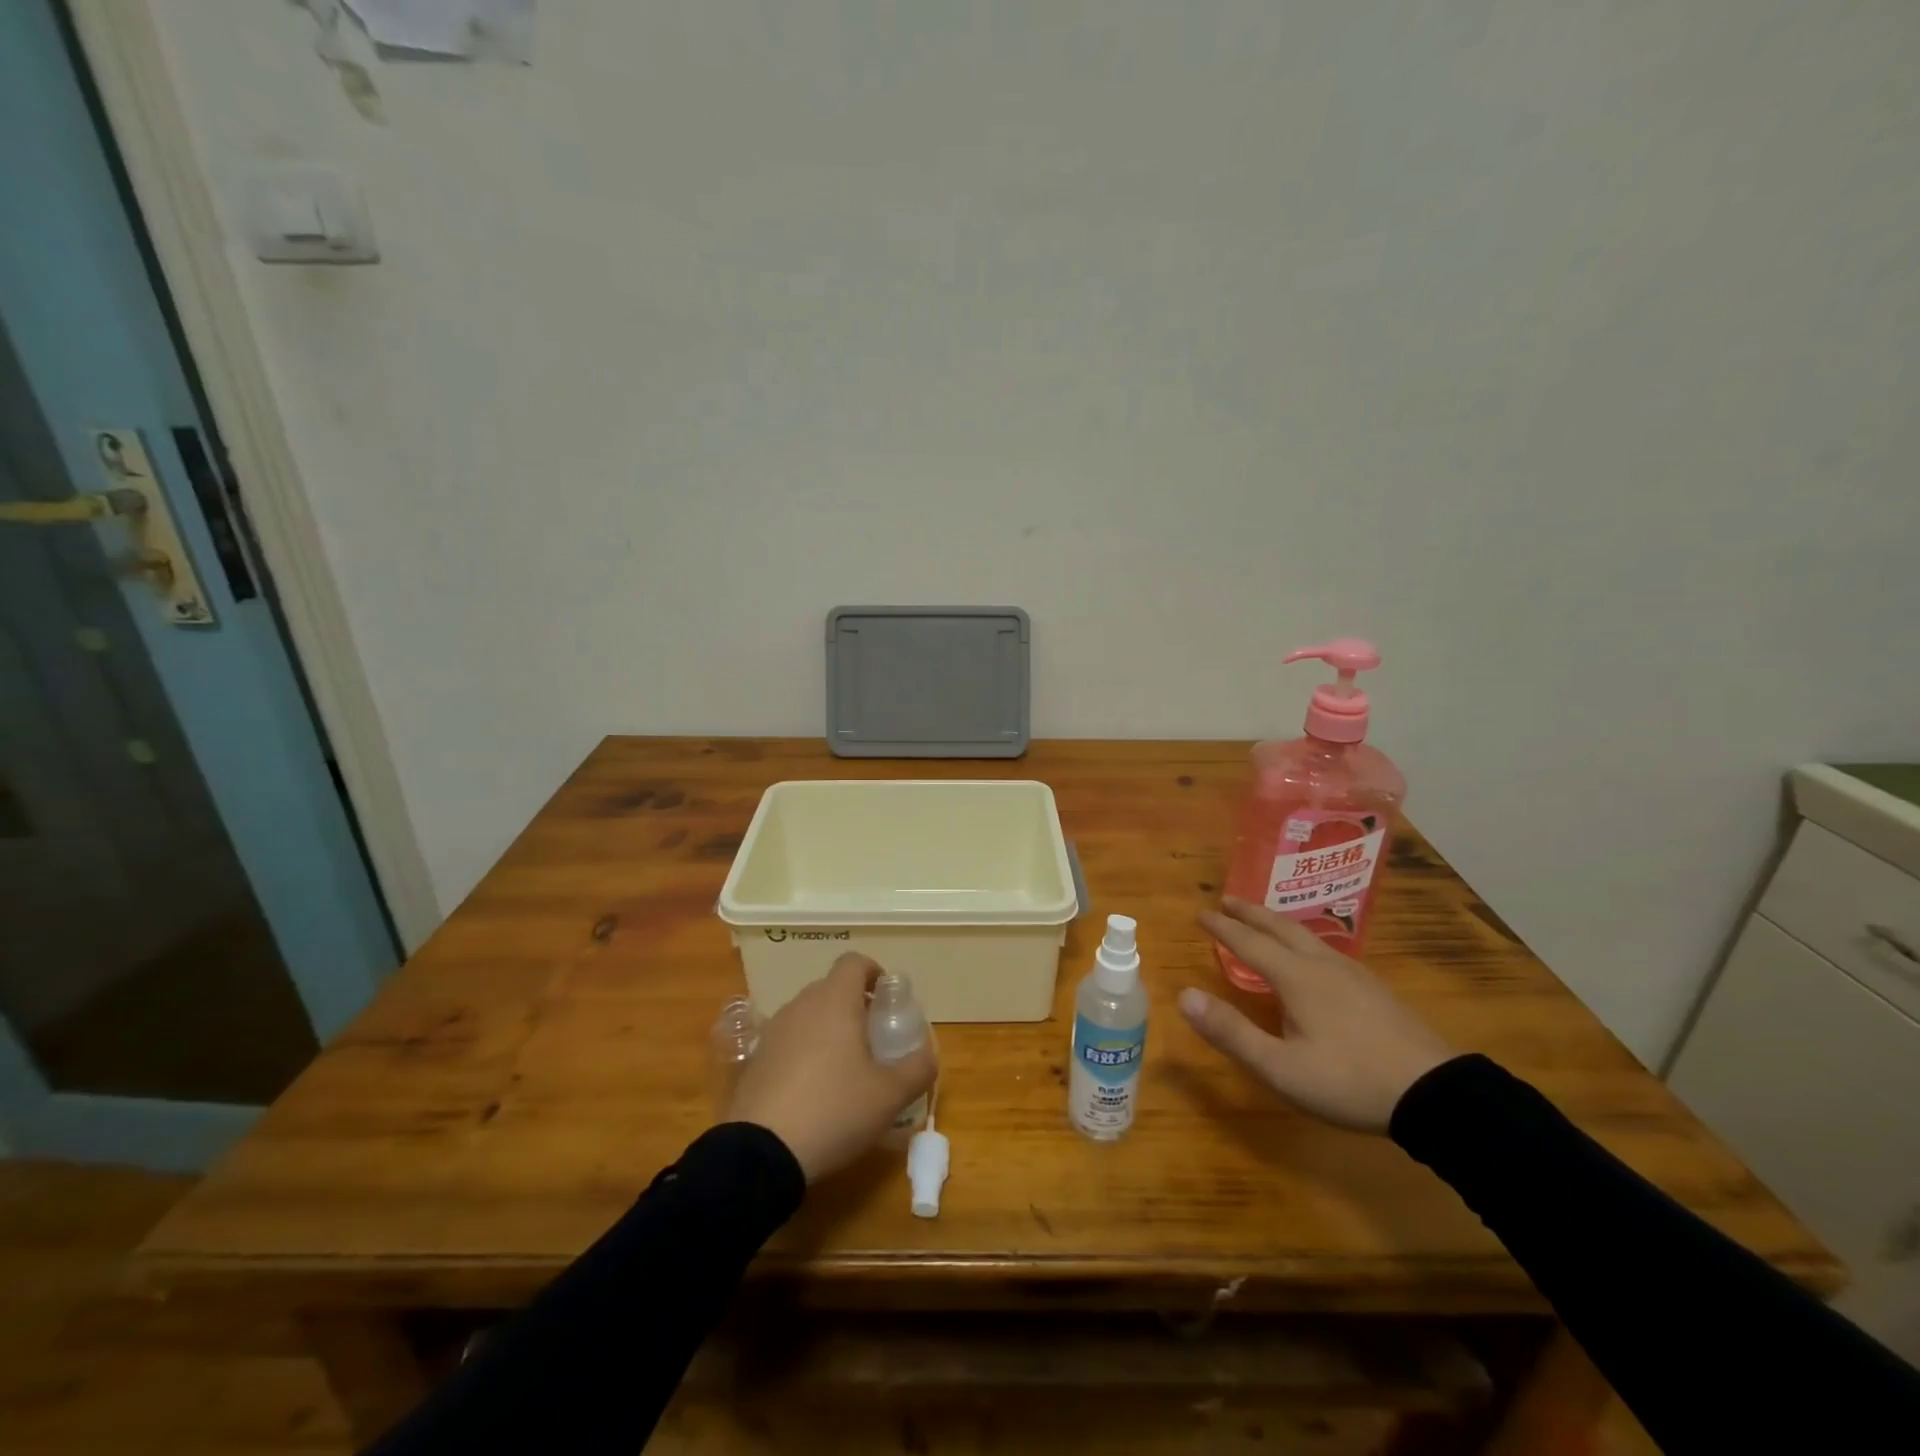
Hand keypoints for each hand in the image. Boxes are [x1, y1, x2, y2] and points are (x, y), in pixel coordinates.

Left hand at [727, 953, 937, 1181]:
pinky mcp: (754, 1061)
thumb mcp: (890, 1095)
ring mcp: (773, 1032)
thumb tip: (928, 1054)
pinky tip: (812, 1092)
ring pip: (808, 1015)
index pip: (854, 962)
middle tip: (873, 1039)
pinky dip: (803, 1053)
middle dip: (854, 1006)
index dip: (874, 972)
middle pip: (831, 989)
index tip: (887, 999)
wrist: (760, 1154)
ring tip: (844, 1069)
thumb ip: (917, 1068)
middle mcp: (801, 1006)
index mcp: (835, 1001)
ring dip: (828, 1030)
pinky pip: (787, 1042)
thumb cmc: (834, 1110)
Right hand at [1180, 897, 1454, 1132]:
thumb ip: (1231, 1031)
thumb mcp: (1280, 1067)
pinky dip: (1303, 940)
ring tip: (1265, 922)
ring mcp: (1354, 975)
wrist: (1436, 1095)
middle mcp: (1323, 966)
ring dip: (1278, 923)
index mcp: (1297, 978)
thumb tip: (1183, 995)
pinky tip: (1313, 957)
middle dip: (1251, 913)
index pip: (1250, 943)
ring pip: (1307, 936)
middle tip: (1228, 899)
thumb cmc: (1349, 1081)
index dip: (1223, 928)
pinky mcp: (1375, 991)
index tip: (1201, 912)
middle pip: (1281, 928)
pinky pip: (1327, 950)